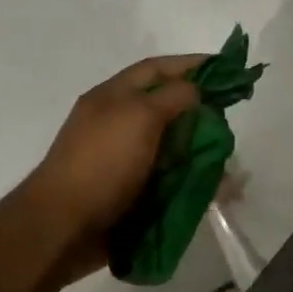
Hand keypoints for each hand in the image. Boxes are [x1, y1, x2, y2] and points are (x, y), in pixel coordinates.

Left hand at [20, 54, 204, 281]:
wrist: (64, 226)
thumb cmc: (102, 162)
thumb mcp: (139, 116)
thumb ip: (173, 97)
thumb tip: (196, 90)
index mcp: (113, 97)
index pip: (156, 69)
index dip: (190, 64)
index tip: (225, 67)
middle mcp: (117, 123)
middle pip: (166, 108)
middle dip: (199, 112)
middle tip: (228, 121)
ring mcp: (122, 159)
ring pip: (170, 146)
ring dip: (198, 150)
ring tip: (225, 159)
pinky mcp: (129, 191)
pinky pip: (167, 178)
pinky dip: (190, 180)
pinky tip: (211, 188)